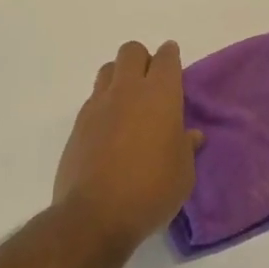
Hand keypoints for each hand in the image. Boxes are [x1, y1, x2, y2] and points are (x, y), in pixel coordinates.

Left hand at [54, 41, 203, 251]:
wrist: (95, 215)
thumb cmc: (151, 191)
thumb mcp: (183, 174)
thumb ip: (186, 147)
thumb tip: (190, 136)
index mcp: (160, 95)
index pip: (166, 57)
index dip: (171, 57)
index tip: (174, 67)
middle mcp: (128, 90)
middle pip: (131, 51)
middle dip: (143, 59)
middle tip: (151, 85)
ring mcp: (98, 105)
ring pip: (108, 69)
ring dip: (120, 77)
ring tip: (128, 103)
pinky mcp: (78, 124)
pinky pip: (93, 98)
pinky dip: (104, 104)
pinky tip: (110, 129)